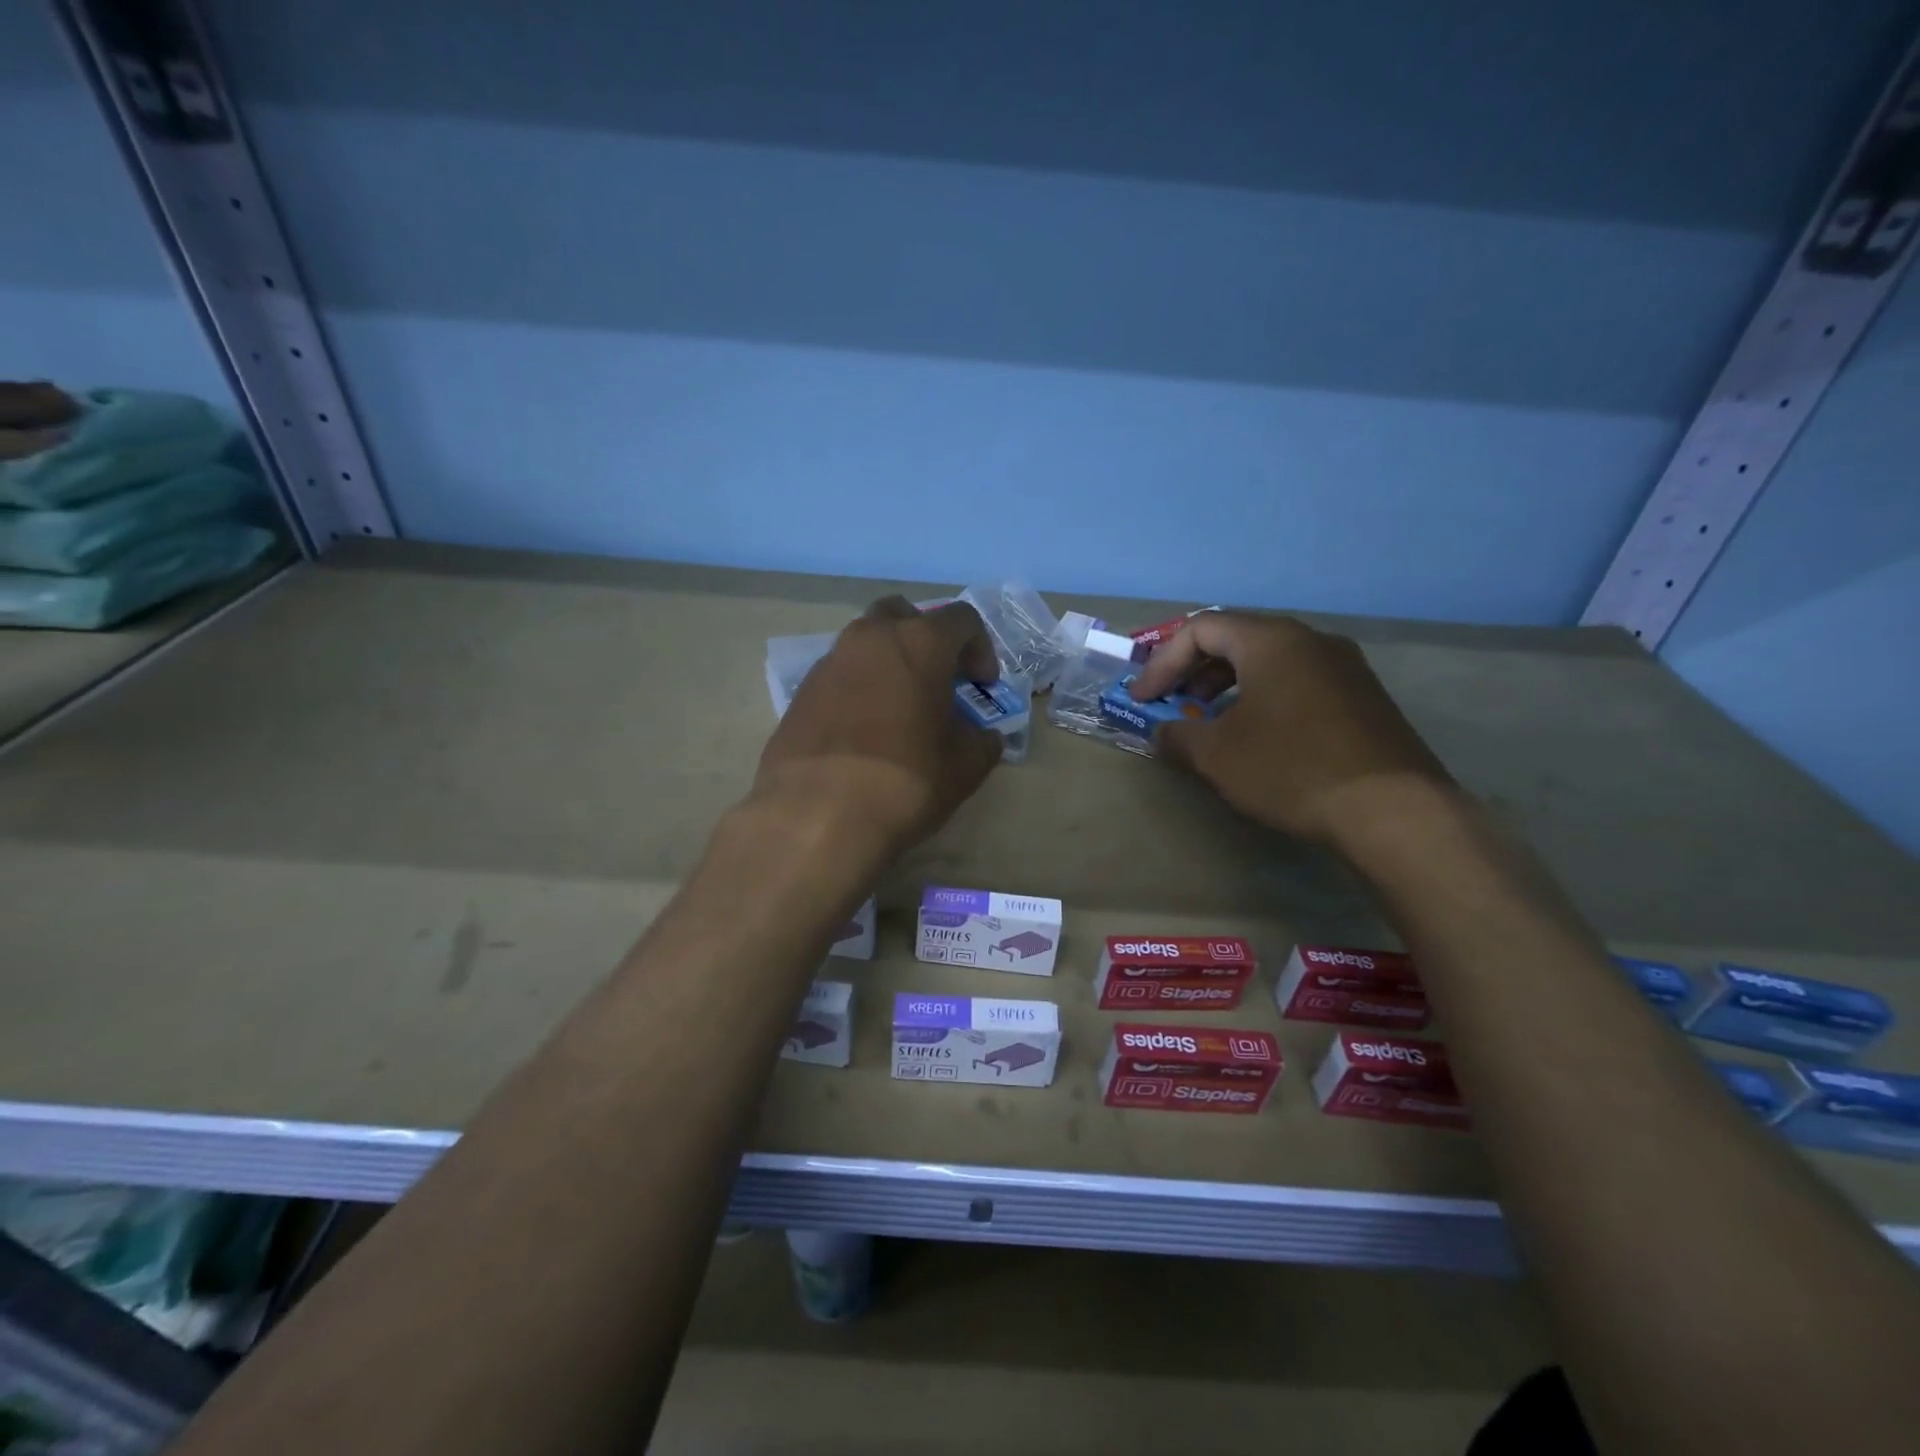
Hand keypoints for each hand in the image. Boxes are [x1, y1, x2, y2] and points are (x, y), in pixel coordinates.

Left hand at [752, 596, 1004, 857]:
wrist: (817, 817)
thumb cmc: (905, 782)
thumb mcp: (964, 768)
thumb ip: (982, 742)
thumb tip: (984, 737)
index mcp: (919, 643)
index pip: (962, 619)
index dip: (980, 648)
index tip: (982, 686)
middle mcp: (870, 638)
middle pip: (903, 616)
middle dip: (925, 640)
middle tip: (937, 680)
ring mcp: (829, 662)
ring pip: (865, 643)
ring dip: (888, 664)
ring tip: (900, 710)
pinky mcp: (800, 693)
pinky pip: (839, 676)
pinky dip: (858, 689)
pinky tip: (864, 732)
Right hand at [1130, 612, 1451, 847]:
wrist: (1393, 811)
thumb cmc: (1291, 769)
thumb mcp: (1217, 755)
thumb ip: (1178, 735)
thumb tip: (1164, 731)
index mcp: (1271, 640)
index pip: (1200, 629)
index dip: (1162, 662)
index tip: (1142, 699)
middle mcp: (1311, 640)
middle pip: (1237, 638)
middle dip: (1194, 671)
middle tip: (1172, 703)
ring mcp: (1345, 667)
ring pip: (1271, 661)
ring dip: (1228, 686)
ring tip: (1210, 721)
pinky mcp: (1365, 698)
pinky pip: (1299, 682)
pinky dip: (1264, 698)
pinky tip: (1259, 737)